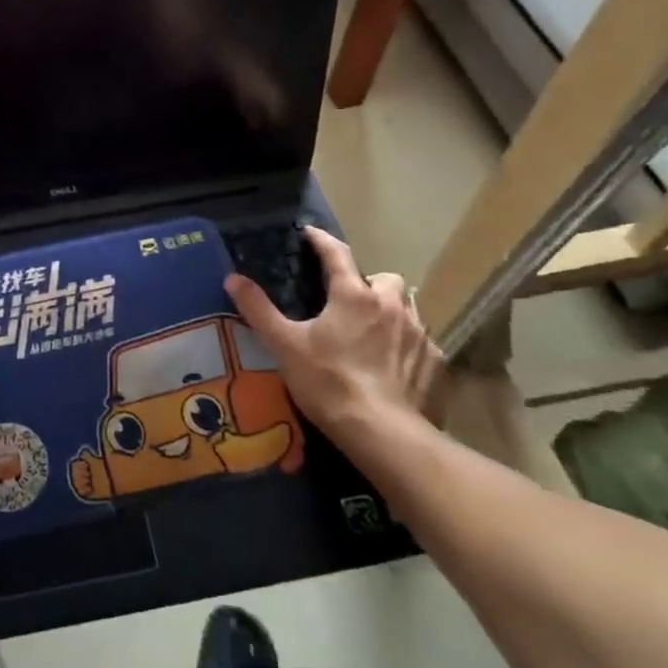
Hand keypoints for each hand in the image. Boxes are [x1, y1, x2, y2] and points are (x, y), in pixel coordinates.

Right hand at [225, 227, 443, 452]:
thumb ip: (258, 310)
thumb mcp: (284, 345)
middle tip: (351, 300)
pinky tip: (396, 365)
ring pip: (408, 308)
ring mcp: (418, 334)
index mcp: (353, 295)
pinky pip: (423, 343)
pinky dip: (408, 346)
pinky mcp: (435, 363)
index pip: (337, 253)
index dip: (321, 240)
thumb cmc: (329, 382)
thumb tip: (233, 278)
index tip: (309, 233)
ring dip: (392, 311)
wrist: (384, 434)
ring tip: (374, 330)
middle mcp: (390, 305)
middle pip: (385, 278)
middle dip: (369, 282)